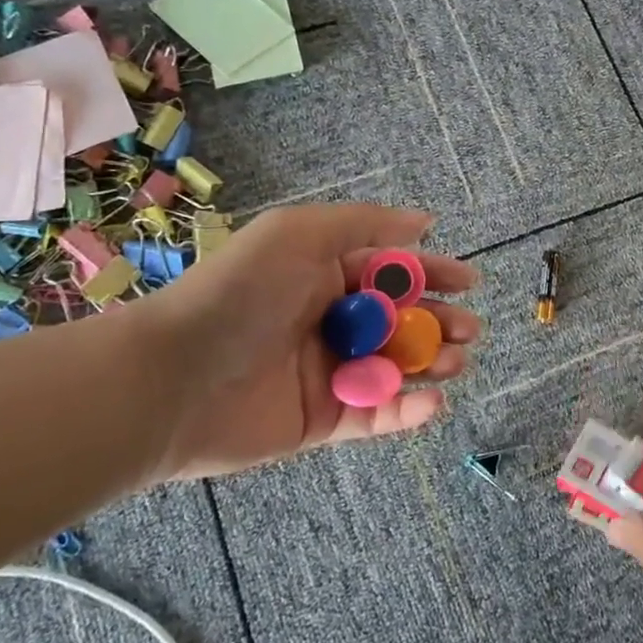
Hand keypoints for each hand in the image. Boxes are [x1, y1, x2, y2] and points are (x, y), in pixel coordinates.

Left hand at [136, 204, 478, 479]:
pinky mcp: (322, 421)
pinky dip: (408, 410)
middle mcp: (330, 321)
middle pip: (402, 321)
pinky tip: (433, 401)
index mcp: (324, 275)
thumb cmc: (239, 294)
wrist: (172, 380)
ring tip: (455, 362)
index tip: (470, 282)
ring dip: (432, 364)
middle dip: (440, 322)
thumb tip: (424, 221)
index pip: (392, 271)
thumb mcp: (298, 234)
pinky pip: (376, 415)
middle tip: (468, 330)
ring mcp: (328, 373)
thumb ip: (365, 224)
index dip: (434, 273)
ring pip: (397, 368)